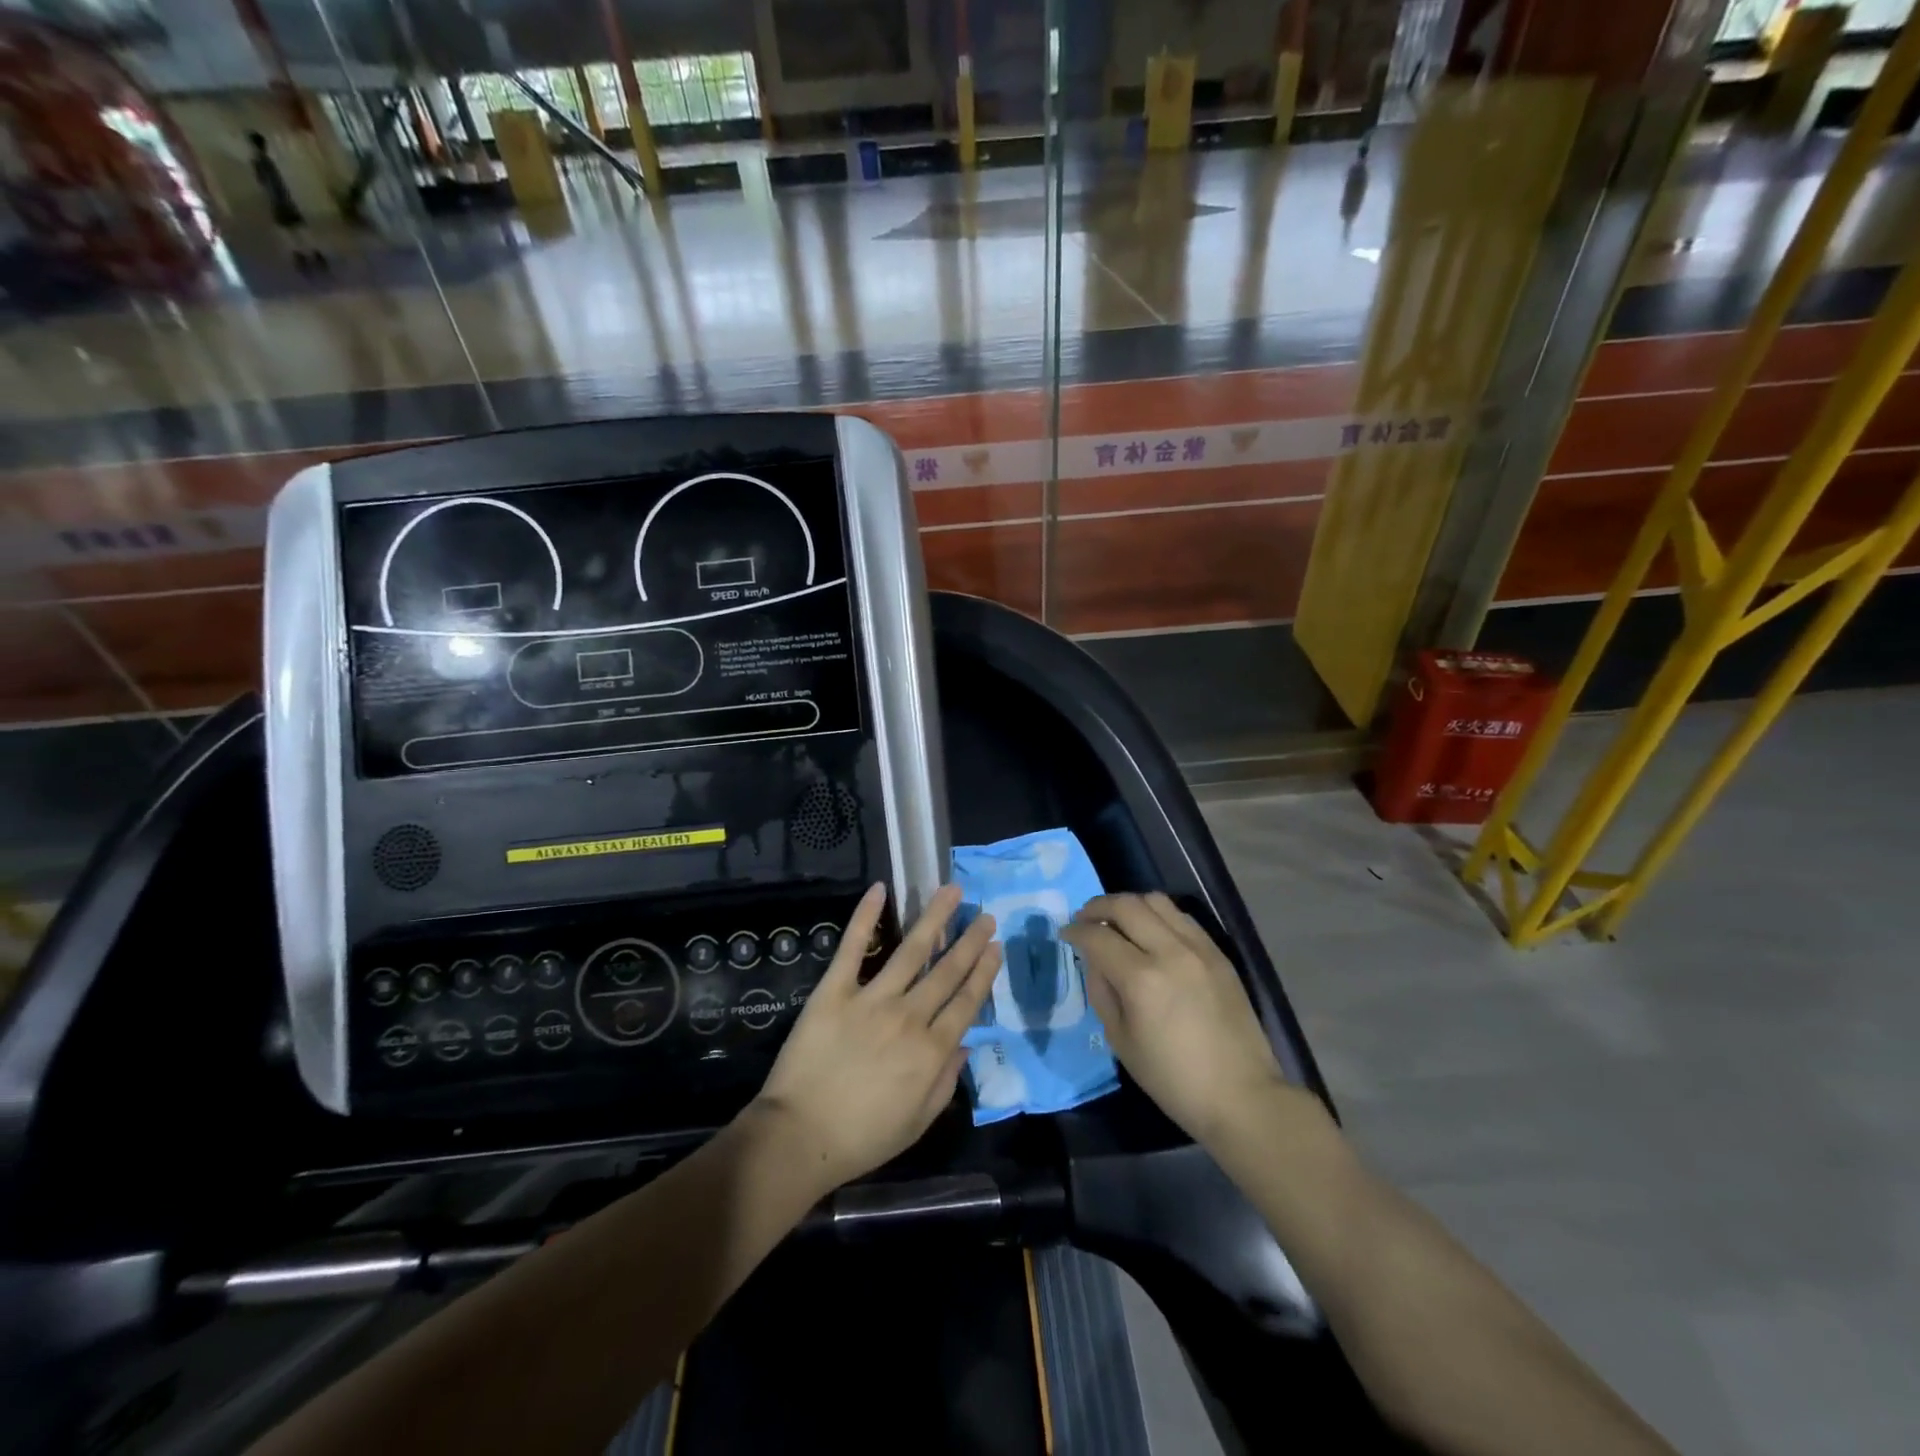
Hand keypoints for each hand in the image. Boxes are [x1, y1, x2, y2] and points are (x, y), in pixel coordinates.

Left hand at [751, 883, 999, 1194]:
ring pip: (912, 950)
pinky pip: (853, 948)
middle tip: (985, 915)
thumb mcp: (917, 1123)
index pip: (966, 1003)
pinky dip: (866, 917)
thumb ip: (946, 1082)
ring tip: (952, 892)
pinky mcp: (834, 990)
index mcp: (931, 1051)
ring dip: (935, 918)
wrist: (799, 1137)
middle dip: (970, 941)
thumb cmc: (861, 1138)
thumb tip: (966, 1045)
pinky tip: (879, 890)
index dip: (984, 973)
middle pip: (947, 971)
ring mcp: (871, 999)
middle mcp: (909, 1017)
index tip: (996, 948)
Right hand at [1062, 892, 1283, 1146]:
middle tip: (1085, 919)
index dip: (1075, 931)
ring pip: (1156, 901)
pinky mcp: (1218, 953)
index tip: (1065, 934)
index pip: (1097, 936)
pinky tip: (1151, 933)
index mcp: (1141, 979)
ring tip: (1117, 921)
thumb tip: (1094, 960)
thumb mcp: (1121, 1041)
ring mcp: (1199, 948)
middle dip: (1097, 907)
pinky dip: (1158, 915)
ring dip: (1129, 905)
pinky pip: (1181, 917)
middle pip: (1126, 905)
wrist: (1241, 1095)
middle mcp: (1170, 952)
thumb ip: (1102, 991)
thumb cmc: (1173, 1079)